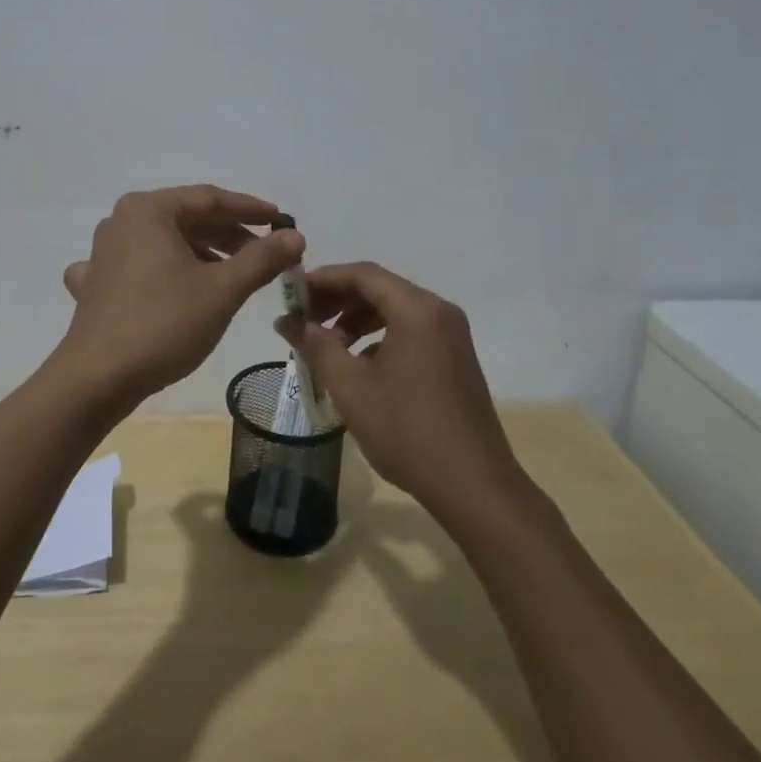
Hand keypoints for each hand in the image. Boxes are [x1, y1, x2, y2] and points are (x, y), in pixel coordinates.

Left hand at [54, 185, 302, 410]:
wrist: (96, 378)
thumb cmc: (163, 323)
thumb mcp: (222, 289)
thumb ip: (262, 258)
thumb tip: (294, 236)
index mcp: (148, 210)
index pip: (210, 199)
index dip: (250, 209)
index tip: (282, 222)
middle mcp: (121, 221)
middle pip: (186, 218)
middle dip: (229, 235)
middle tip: (266, 254)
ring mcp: (103, 252)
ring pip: (163, 242)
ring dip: (202, 254)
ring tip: (235, 275)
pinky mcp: (94, 284)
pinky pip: (138, 267)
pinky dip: (164, 273)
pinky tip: (173, 287)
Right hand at [274, 263, 521, 522]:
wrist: (474, 487)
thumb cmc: (407, 432)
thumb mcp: (350, 387)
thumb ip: (315, 346)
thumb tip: (286, 320)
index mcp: (417, 310)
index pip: (363, 274)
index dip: (323, 279)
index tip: (292, 294)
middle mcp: (439, 312)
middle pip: (379, 288)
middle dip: (338, 300)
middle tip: (302, 320)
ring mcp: (451, 335)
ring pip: (394, 310)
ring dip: (356, 319)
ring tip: (326, 345)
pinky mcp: (455, 357)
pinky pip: (410, 330)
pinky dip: (379, 336)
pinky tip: (359, 365)